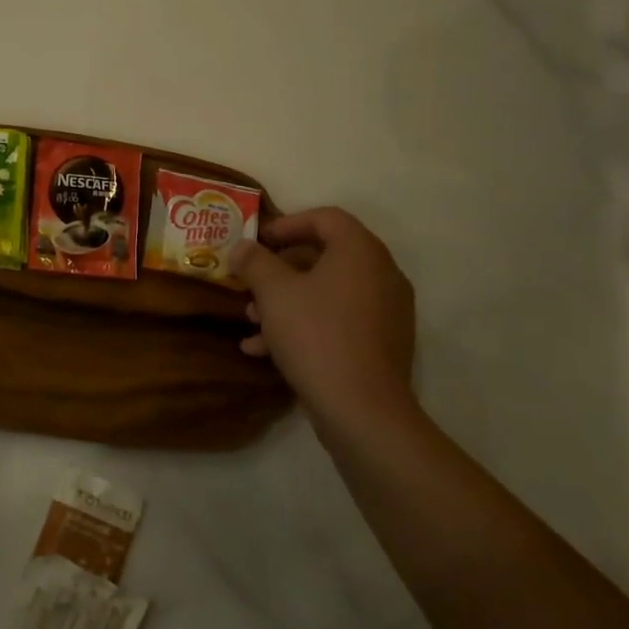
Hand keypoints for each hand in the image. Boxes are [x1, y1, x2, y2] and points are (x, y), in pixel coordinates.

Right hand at [232, 208, 417, 433]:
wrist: (362, 410)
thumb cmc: (316, 335)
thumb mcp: (273, 292)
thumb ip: (255, 262)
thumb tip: (242, 247)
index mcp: (361, 251)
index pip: (325, 218)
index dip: (287, 224)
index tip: (257, 241)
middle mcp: (381, 274)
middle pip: (324, 256)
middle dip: (280, 269)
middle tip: (250, 282)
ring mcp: (385, 311)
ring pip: (327, 292)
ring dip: (286, 301)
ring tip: (250, 321)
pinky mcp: (381, 344)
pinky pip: (337, 321)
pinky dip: (304, 326)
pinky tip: (263, 350)